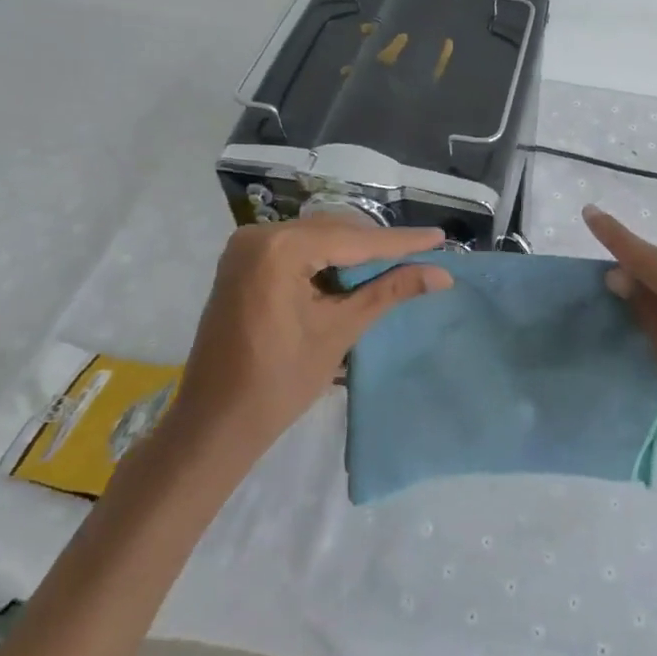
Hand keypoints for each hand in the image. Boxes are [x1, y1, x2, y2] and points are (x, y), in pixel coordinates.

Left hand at [169, 218, 451, 462]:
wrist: (214, 424)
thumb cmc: (278, 382)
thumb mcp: (339, 330)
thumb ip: (389, 291)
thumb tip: (441, 274)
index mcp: (279, 248)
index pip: (353, 240)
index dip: (400, 242)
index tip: (440, 238)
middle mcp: (259, 235)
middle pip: (334, 232)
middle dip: (377, 246)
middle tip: (422, 254)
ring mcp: (246, 247)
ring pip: (317, 237)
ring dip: (354, 251)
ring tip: (397, 262)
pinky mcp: (243, 263)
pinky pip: (296, 248)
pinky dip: (327, 259)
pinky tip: (355, 271)